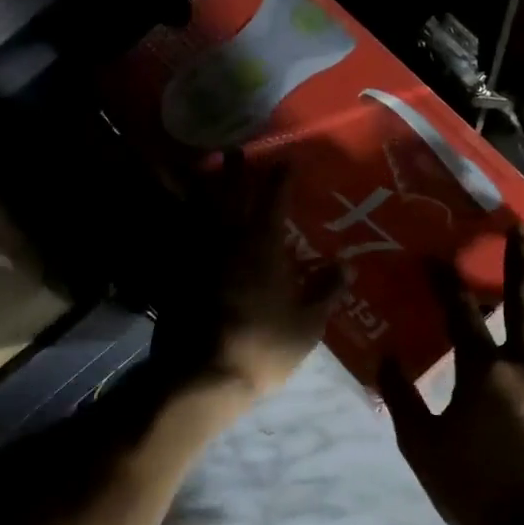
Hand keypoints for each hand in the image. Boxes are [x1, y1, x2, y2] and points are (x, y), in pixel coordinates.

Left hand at [150, 153, 346, 403]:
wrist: (202, 376)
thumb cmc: (263, 346)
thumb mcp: (307, 324)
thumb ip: (326, 290)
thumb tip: (349, 265)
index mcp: (262, 246)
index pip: (274, 200)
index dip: (280, 178)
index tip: (285, 160)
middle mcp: (227, 241)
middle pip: (229, 195)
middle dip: (234, 170)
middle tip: (234, 149)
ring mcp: (196, 256)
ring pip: (197, 211)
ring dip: (200, 187)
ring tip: (200, 170)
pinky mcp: (174, 276)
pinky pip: (176, 239)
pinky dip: (177, 223)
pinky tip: (177, 220)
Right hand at [377, 226, 523, 524]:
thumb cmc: (473, 490)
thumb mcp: (421, 447)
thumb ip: (402, 398)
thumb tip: (386, 357)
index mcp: (484, 372)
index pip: (460, 312)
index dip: (444, 281)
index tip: (434, 255)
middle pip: (523, 300)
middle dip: (517, 260)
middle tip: (518, 228)